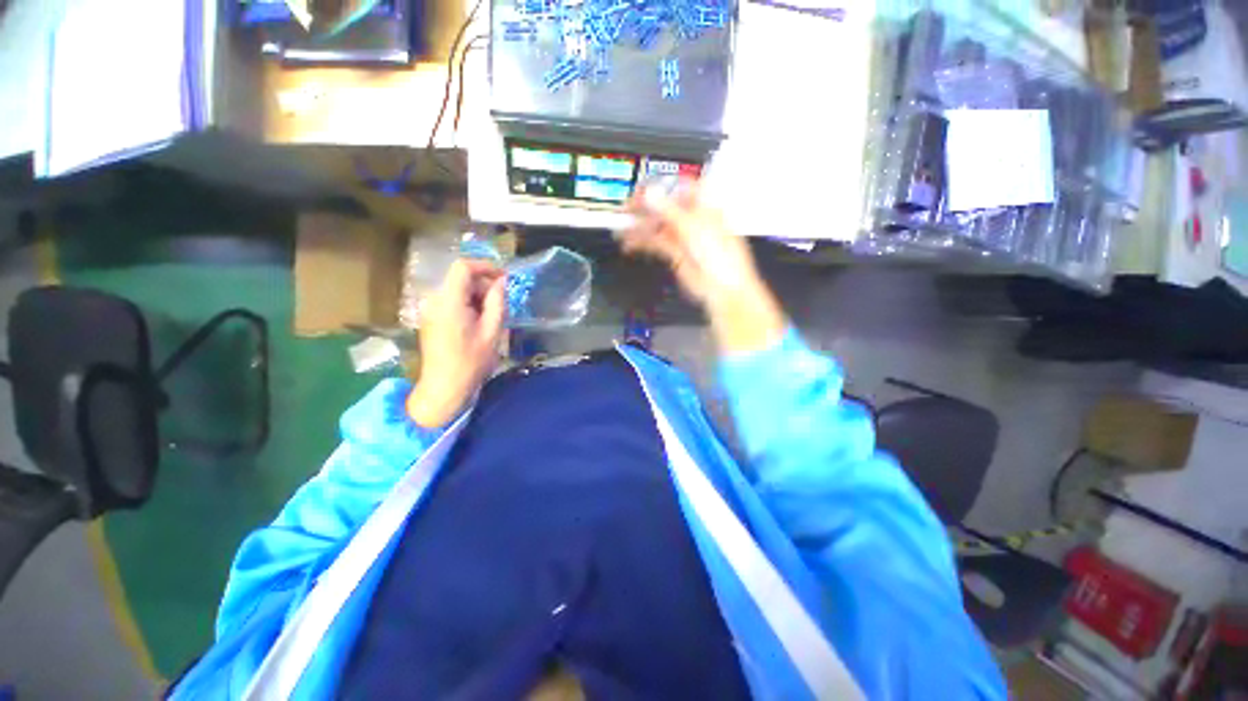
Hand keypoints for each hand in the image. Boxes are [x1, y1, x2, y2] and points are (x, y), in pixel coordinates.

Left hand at [407, 259, 506, 427]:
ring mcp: (429, 309)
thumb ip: (498, 301)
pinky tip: (479, 324)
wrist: (444, 387)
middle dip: (484, 286)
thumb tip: (502, 282)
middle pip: (461, 279)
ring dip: (478, 298)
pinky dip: (468, 305)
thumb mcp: (492, 330)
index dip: (486, 266)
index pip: (463, 267)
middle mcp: (434, 300)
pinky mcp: (430, 318)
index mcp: (448, 300)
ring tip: (492, 318)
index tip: (505, 278)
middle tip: (503, 305)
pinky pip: (452, 302)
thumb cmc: (471, 361)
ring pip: (458, 290)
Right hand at [618, 183, 786, 353]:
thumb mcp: (693, 228)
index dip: (659, 187)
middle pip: (664, 208)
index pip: (678, 188)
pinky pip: (656, 243)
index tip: (641, 189)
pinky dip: (642, 242)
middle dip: (644, 208)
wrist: (722, 289)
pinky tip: (630, 242)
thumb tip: (651, 193)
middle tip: (625, 209)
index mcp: (704, 206)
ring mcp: (684, 238)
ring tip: (621, 228)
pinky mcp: (676, 254)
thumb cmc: (721, 259)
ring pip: (657, 226)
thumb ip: (668, 210)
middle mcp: (693, 220)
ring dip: (639, 226)